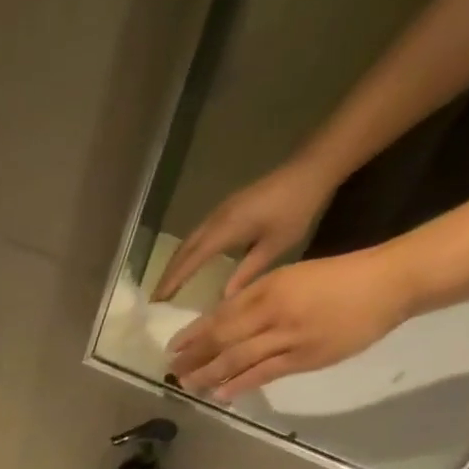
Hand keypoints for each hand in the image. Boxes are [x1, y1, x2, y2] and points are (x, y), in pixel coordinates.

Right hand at [153, 161, 337, 302]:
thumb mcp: (275, 245)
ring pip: (187, 242)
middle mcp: (215, 221)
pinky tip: (187, 262)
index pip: (190, 261)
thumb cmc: (297, 207)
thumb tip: (224, 299)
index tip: (157, 302)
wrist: (313, 167)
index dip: (172, 282)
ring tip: (166, 283)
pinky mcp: (226, 208)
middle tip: (155, 298)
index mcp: (224, 231)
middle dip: (167, 275)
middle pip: (182, 251)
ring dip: (174, 263)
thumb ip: (247, 272)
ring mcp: (219, 212)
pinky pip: (197, 235)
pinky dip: (186, 252)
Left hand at [165, 249, 416, 400]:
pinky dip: (239, 384)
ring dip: (209, 374)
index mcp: (269, 288)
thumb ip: (255, 299)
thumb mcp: (290, 277)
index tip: (173, 348)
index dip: (193, 334)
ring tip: (188, 385)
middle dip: (193, 357)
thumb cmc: (338, 277)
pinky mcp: (305, 357)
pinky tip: (220, 394)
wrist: (392, 282)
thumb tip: (220, 322)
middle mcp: (274, 312)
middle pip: (222, 339)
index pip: (220, 315)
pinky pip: (264, 374)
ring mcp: (289, 337)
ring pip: (238, 359)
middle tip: (172, 371)